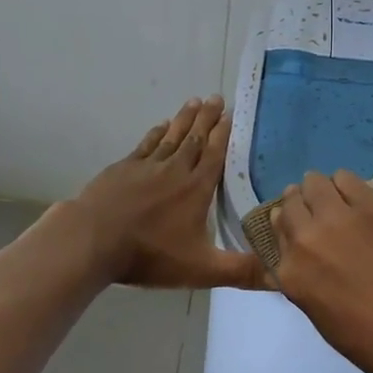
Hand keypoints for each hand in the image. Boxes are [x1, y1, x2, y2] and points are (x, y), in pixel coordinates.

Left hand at [70, 97, 265, 290]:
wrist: (92, 240)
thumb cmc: (149, 254)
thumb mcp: (201, 269)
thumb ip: (240, 271)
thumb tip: (281, 275)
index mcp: (196, 189)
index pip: (214, 155)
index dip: (223, 135)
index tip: (231, 115)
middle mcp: (175, 170)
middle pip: (195, 138)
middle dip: (207, 118)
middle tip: (216, 97)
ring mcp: (146, 166)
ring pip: (171, 136)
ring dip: (184, 119)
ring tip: (194, 101)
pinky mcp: (122, 169)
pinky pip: (145, 145)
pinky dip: (156, 133)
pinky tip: (161, 126)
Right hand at [270, 170, 372, 372]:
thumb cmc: (371, 340)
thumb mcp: (320, 314)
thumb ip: (303, 277)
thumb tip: (299, 254)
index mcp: (291, 271)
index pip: (276, 230)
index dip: (289, 227)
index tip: (302, 230)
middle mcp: (307, 238)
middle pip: (291, 201)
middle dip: (302, 205)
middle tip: (321, 215)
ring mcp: (340, 218)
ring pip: (315, 182)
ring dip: (323, 191)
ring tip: (340, 203)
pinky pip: (347, 179)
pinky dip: (347, 186)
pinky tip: (360, 199)